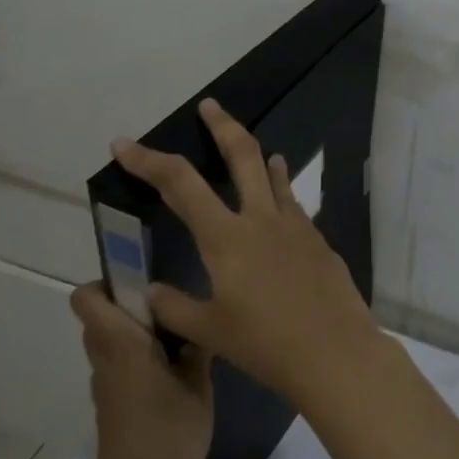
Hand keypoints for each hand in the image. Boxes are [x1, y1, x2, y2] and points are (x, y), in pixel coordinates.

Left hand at [70, 282, 213, 458]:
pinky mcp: (111, 405)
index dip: (108, 279)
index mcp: (123, 346)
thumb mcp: (199, 388)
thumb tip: (197, 323)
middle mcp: (105, 360)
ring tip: (180, 335)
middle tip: (173, 305)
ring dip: (136, 330)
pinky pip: (118, 364)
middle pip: (101, 315)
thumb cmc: (170, 437)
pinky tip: (174, 370)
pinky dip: (138, 356)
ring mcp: (105, 385)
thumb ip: (197, 349)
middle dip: (131, 302)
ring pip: (110, 340)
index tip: (145, 277)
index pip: (88, 298)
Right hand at [110, 98, 385, 408]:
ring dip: (258, 155)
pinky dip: (281, 190)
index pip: (180, 184)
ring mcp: (296, 225)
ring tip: (251, 147)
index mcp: (226, 236)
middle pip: (242, 154)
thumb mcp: (209, 331)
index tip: (124, 144)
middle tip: (210, 106)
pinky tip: (280, 202)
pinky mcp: (318, 239)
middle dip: (222, 126)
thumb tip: (150, 291)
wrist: (334, 351)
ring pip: (274, 175)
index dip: (148, 161)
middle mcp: (261, 218)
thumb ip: (174, 307)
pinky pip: (293, 203)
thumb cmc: (265, 344)